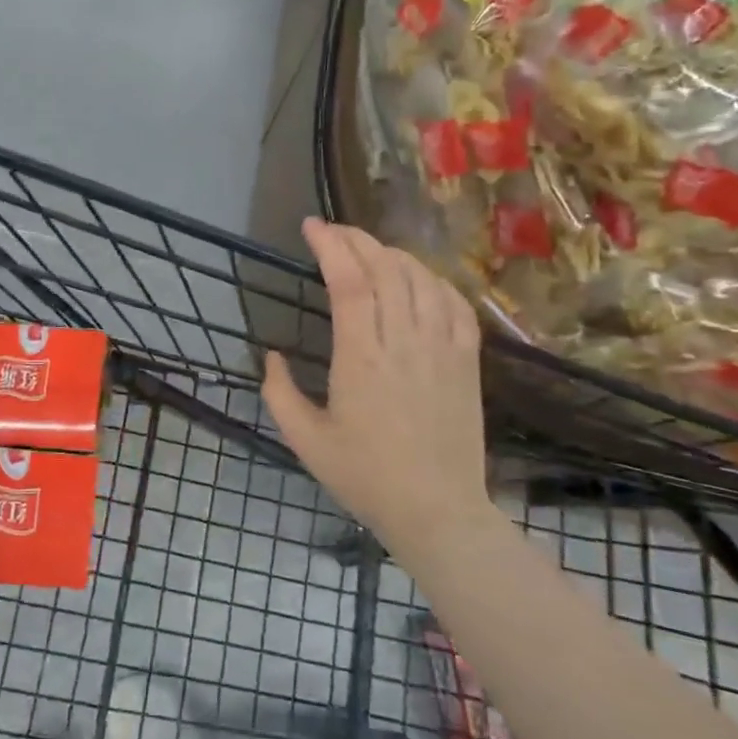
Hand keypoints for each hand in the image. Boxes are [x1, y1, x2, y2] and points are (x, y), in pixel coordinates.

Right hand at [262, 219, 499, 555]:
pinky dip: (434, 279)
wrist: (437, 511)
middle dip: (355, 239)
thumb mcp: (304, 441)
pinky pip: (455, 302)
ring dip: (392, 254)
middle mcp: (403, 341)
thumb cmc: (365, 477)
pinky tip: (418, 278)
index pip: (348, 280)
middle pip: (384, 267)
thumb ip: (278, 393)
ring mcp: (442, 347)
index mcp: (361, 357)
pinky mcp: (467, 360)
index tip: (311, 227)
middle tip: (333, 232)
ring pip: (420, 277)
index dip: (330, 245)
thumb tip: (270, 356)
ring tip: (369, 251)